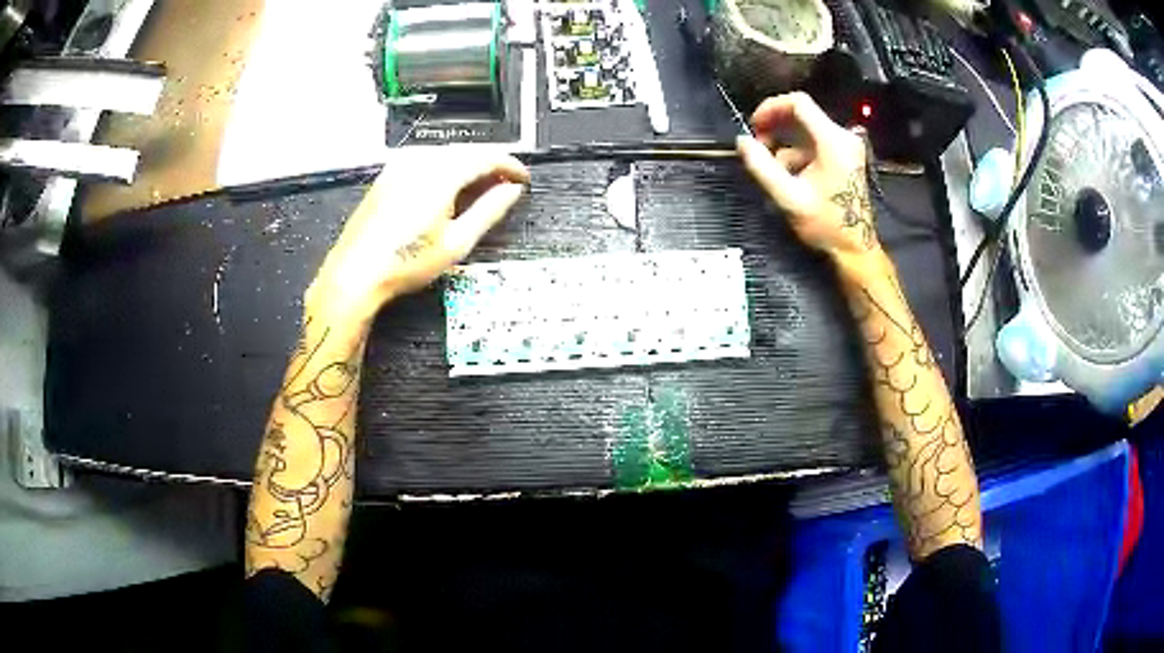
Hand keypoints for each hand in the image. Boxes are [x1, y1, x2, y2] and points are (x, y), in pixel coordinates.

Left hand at [307, 148, 529, 322]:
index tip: (522, 178)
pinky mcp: (389, 176)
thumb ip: (490, 210)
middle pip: (467, 151)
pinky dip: (446, 170)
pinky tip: (449, 190)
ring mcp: (400, 167)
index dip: (511, 165)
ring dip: (468, 165)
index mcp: (440, 175)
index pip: (488, 156)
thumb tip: (511, 191)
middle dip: (491, 164)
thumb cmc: (402, 262)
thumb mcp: (457, 242)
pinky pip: (426, 161)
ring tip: (481, 189)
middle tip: (506, 184)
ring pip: (446, 154)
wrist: (357, 274)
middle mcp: (419, 163)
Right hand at [736, 92, 878, 258]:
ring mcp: (847, 146)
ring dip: (785, 143)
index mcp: (833, 141)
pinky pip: (816, 143)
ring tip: (773, 168)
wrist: (855, 248)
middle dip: (776, 126)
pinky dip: (799, 152)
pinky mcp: (846, 156)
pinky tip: (791, 175)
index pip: (799, 103)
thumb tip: (741, 141)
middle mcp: (843, 136)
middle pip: (803, 114)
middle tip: (758, 146)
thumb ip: (762, 166)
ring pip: (807, 130)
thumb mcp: (789, 197)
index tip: (754, 126)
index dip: (771, 107)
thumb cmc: (826, 224)